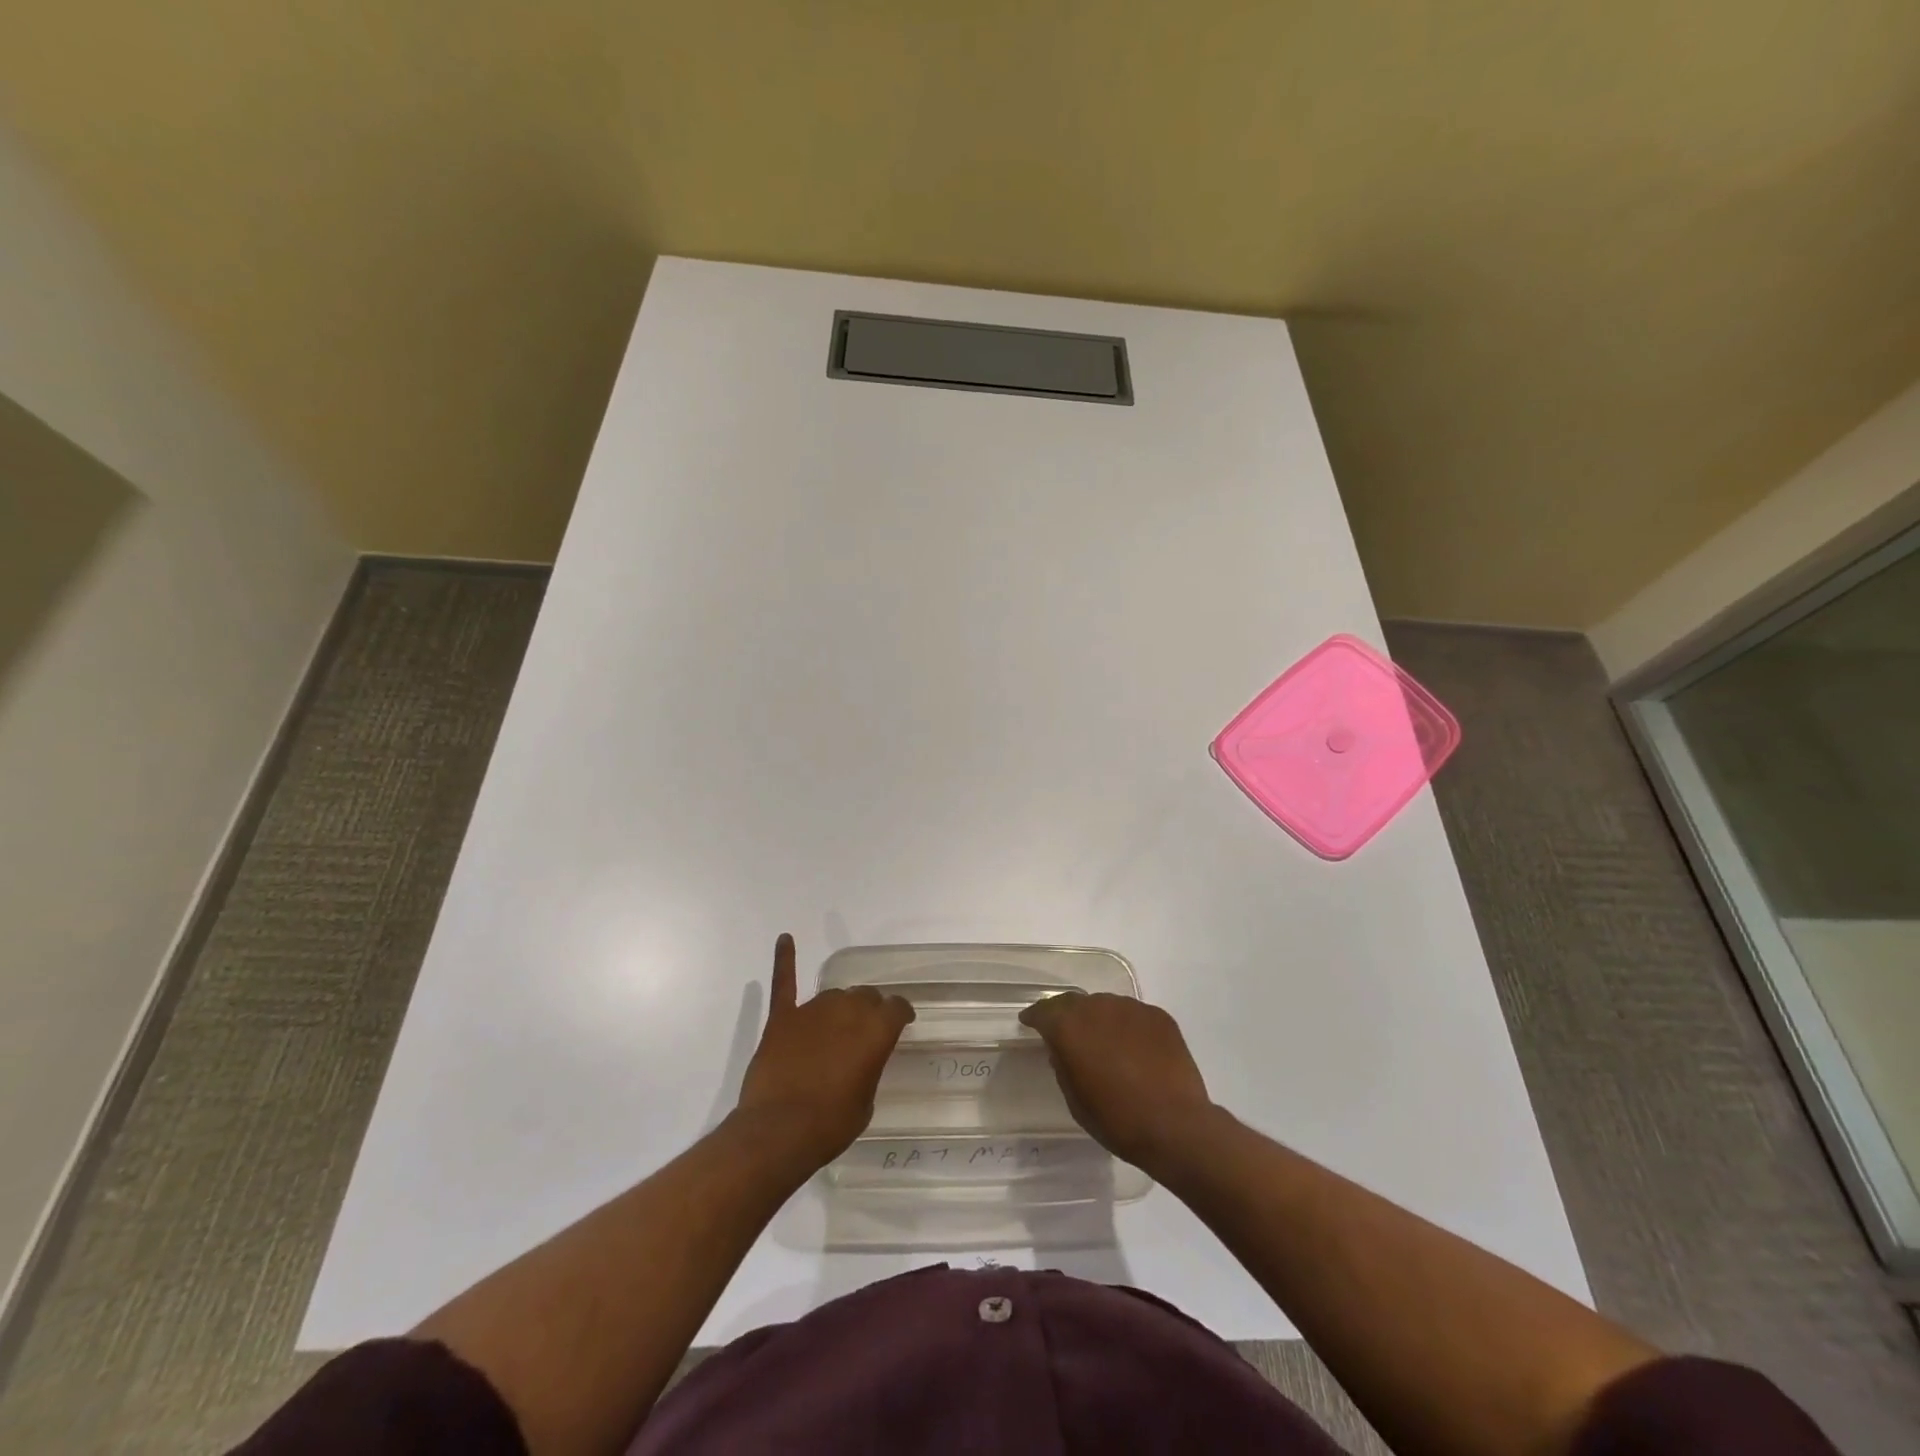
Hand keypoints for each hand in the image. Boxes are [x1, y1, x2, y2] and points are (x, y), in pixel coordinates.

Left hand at [733, 934, 914, 1166]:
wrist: (779, 1132)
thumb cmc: (831, 1124)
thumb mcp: (866, 1101)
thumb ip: (868, 1067)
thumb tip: (859, 1058)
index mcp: (876, 1030)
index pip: (897, 1007)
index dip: (901, 1014)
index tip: (903, 1022)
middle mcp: (847, 1010)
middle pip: (864, 996)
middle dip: (869, 1010)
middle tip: (866, 1031)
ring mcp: (811, 1010)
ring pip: (833, 995)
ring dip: (839, 1007)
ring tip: (837, 1026)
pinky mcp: (782, 1019)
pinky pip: (785, 983)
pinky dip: (785, 960)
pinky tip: (786, 939)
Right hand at [1018, 992, 1217, 1169]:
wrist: (1175, 1126)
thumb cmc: (1116, 1119)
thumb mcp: (1075, 1099)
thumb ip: (1063, 1066)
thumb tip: (1063, 1050)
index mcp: (1069, 1027)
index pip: (1044, 1011)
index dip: (1035, 1017)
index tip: (1029, 1022)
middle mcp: (1097, 1007)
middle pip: (1075, 1002)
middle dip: (1067, 1015)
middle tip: (1067, 1033)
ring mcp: (1131, 1008)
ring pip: (1106, 1006)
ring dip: (1100, 1020)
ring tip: (1106, 1044)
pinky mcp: (1158, 1016)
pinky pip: (1134, 1016)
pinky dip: (1128, 1028)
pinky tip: (1135, 1050)